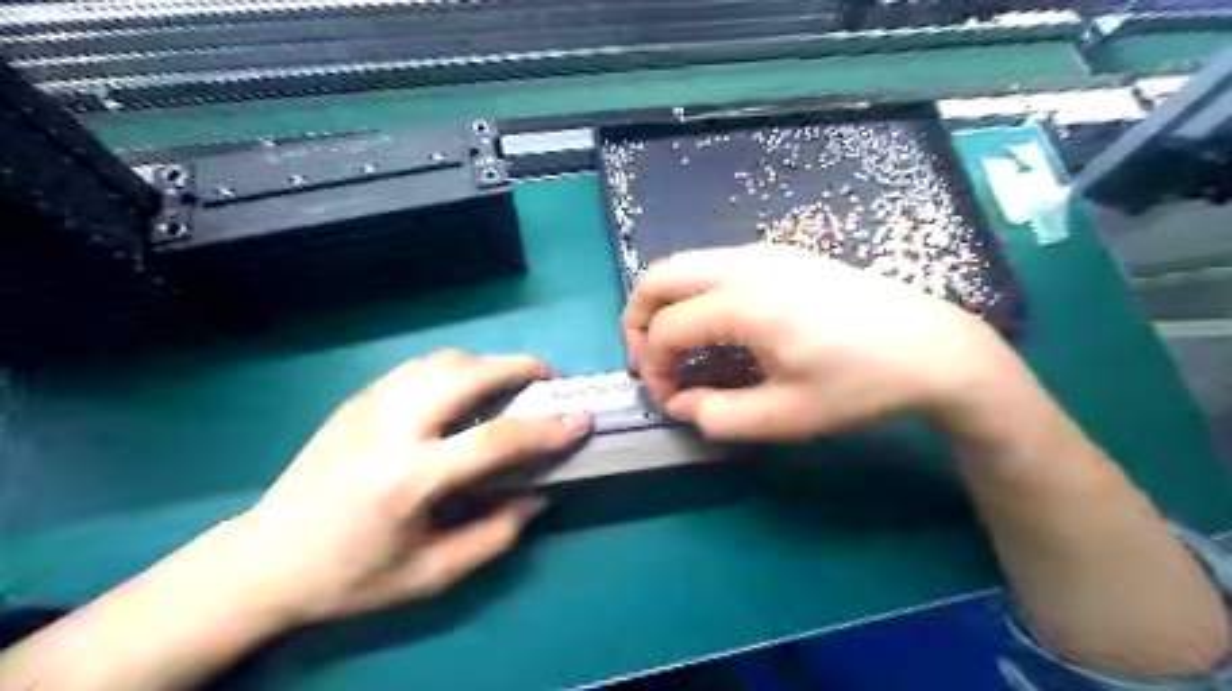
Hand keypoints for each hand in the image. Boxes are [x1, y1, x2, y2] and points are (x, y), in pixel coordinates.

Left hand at [215, 350, 591, 626]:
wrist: (264, 559)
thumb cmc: (351, 576)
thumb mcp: (431, 575)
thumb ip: (495, 535)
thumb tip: (538, 496)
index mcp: (410, 479)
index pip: (496, 439)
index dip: (547, 428)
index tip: (581, 420)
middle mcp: (391, 428)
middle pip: (469, 373)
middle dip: (521, 367)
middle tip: (550, 380)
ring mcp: (369, 405)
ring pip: (444, 360)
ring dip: (489, 363)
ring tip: (512, 383)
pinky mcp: (357, 399)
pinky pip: (420, 367)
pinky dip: (457, 368)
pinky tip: (466, 391)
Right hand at [628, 246, 1020, 441]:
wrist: (933, 349)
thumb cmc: (860, 386)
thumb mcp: (785, 417)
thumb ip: (717, 415)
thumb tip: (677, 404)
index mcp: (744, 303)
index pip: (665, 329)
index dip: (653, 367)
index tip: (668, 399)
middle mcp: (745, 264)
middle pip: (659, 276)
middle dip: (637, 319)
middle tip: (648, 361)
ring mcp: (764, 252)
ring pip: (684, 264)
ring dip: (663, 302)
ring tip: (673, 345)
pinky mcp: (781, 254)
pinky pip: (713, 264)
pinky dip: (692, 292)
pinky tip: (713, 326)